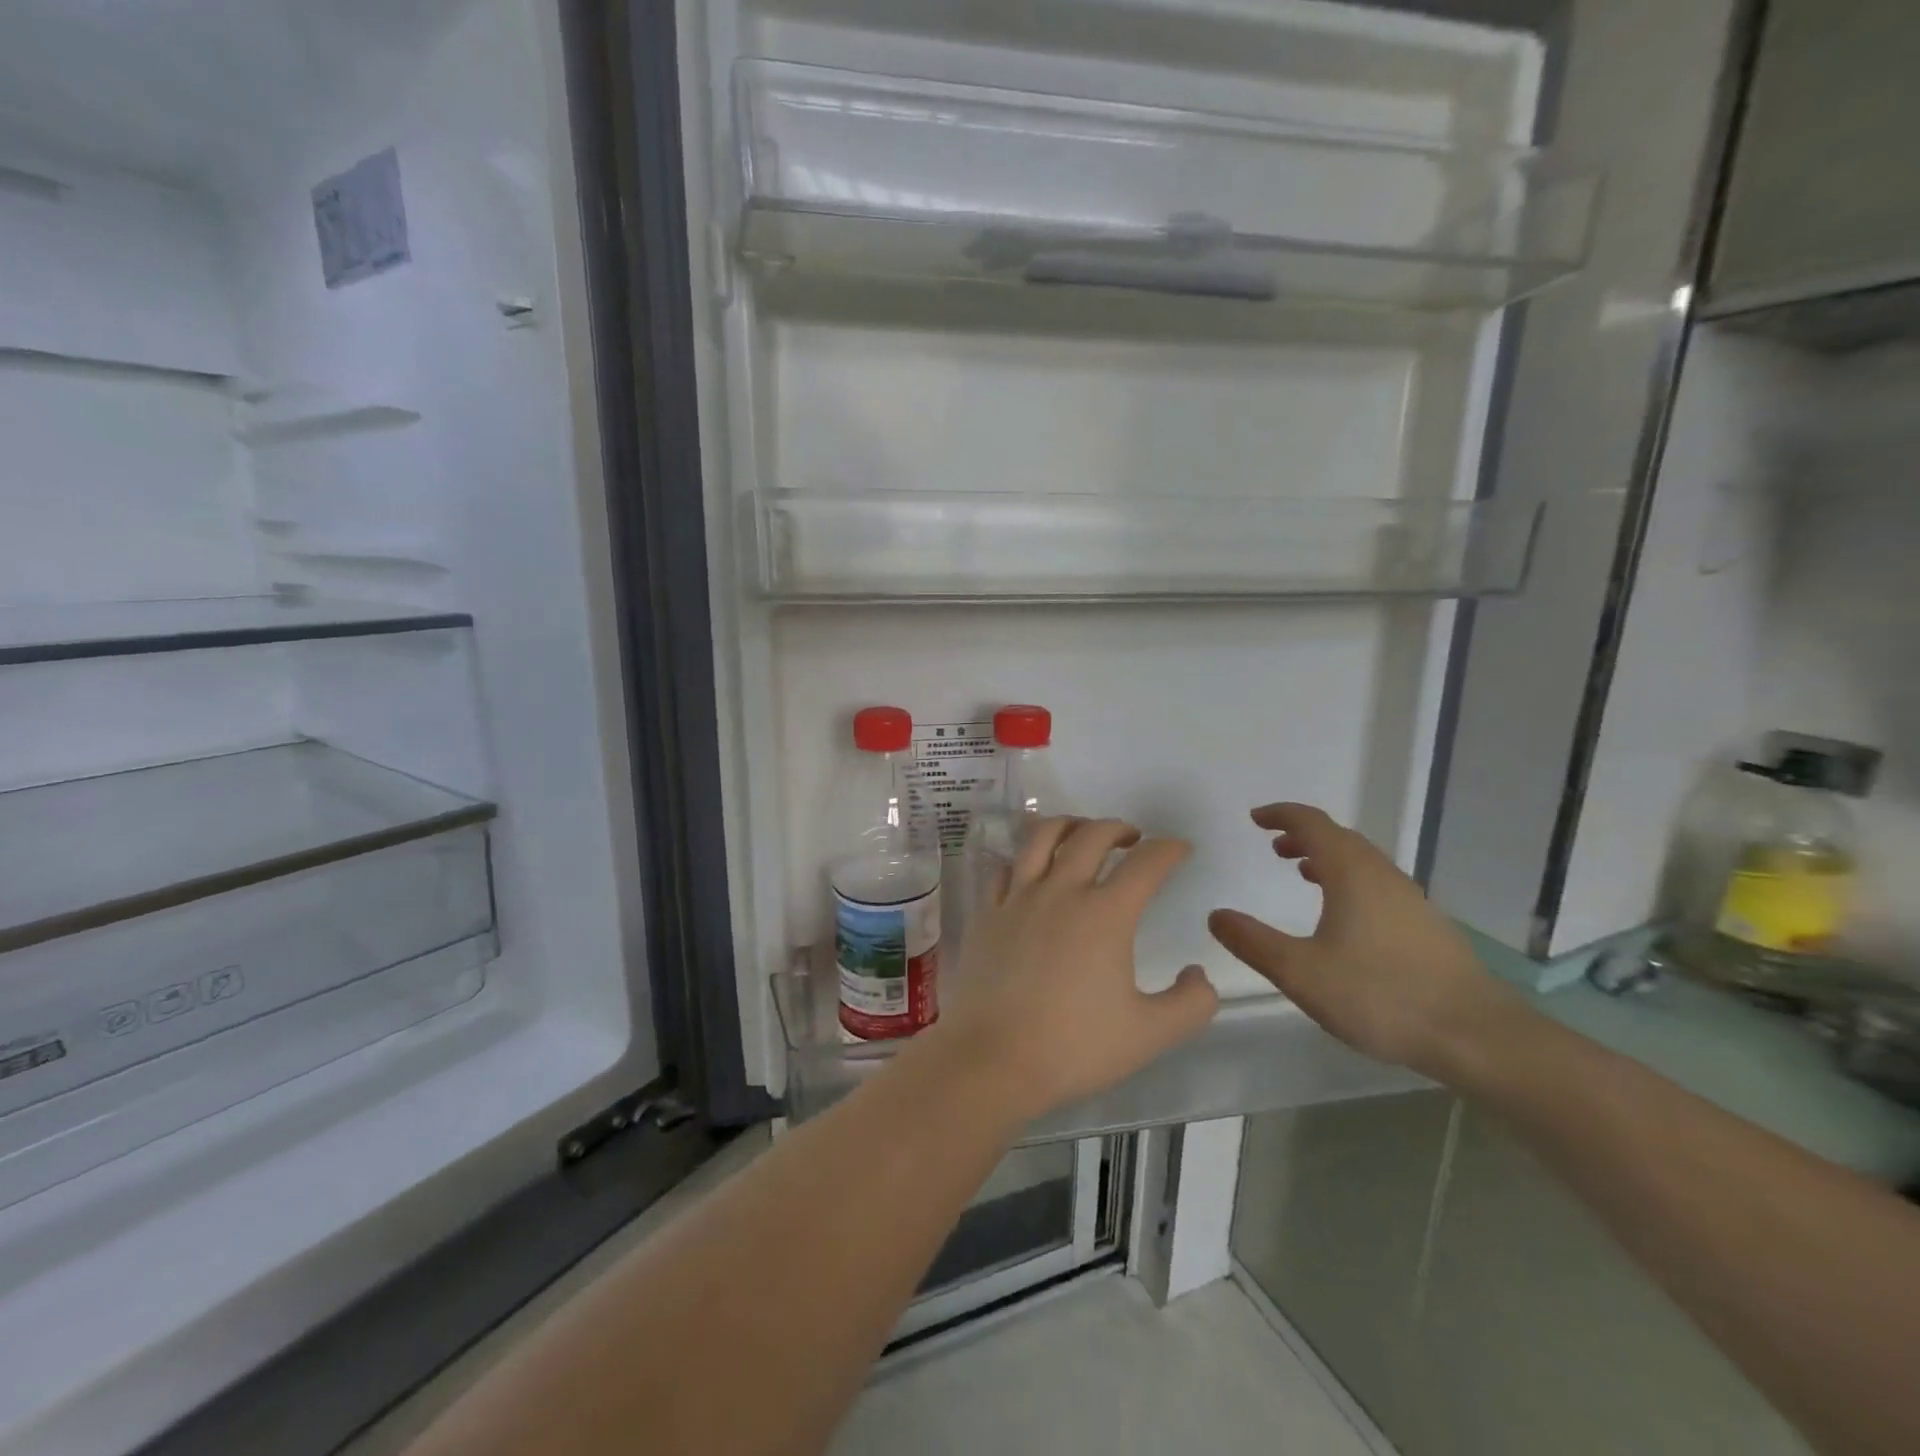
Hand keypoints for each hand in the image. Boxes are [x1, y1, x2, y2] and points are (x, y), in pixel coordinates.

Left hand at [925, 818, 1219, 1120]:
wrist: (992, 1059)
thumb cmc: (1074, 1047)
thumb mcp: (1150, 1034)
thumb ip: (1191, 1003)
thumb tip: (1199, 974)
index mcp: (1106, 914)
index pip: (1146, 863)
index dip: (1169, 849)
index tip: (1179, 849)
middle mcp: (1061, 891)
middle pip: (1091, 836)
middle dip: (1118, 827)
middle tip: (1131, 838)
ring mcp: (1018, 897)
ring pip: (1041, 837)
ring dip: (1068, 825)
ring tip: (1080, 833)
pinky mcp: (986, 912)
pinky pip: (1004, 867)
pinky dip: (1022, 857)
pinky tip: (1029, 868)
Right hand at [1207, 803, 1520, 1083]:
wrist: (1476, 1035)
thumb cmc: (1381, 996)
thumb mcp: (1301, 972)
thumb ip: (1253, 942)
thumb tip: (1216, 916)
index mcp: (1352, 874)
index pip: (1312, 824)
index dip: (1281, 815)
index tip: (1256, 818)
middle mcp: (1382, 876)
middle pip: (1340, 838)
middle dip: (1303, 835)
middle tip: (1274, 846)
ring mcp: (1410, 900)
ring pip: (1362, 861)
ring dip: (1327, 857)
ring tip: (1302, 872)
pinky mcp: (1425, 926)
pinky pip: (1377, 884)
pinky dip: (1348, 880)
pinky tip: (1344, 915)